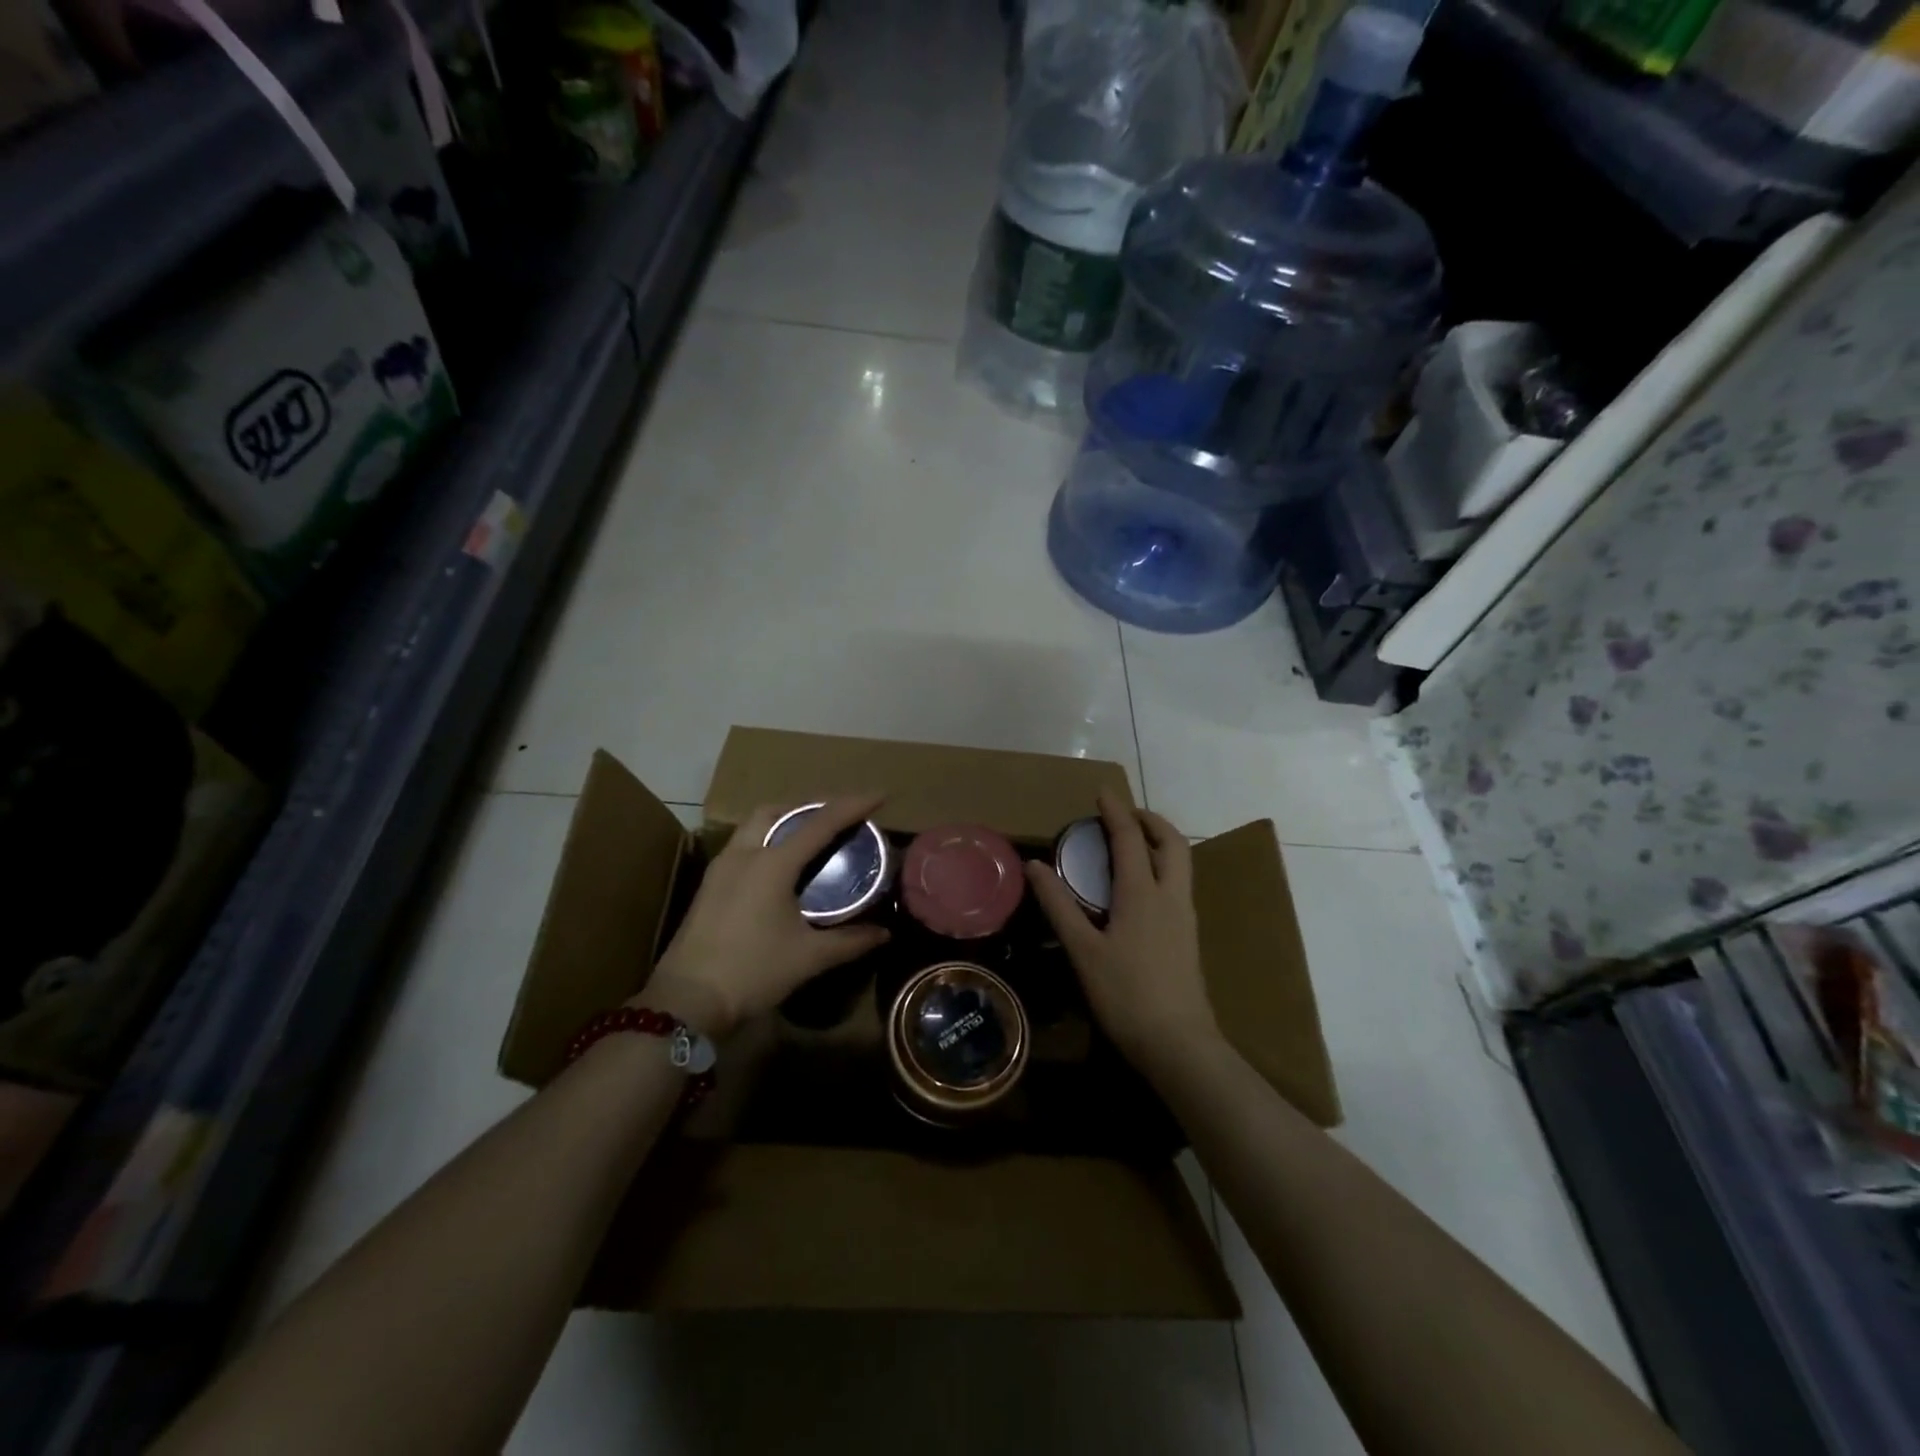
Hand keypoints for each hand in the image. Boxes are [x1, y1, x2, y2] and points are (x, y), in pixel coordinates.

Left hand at [641, 796, 889, 1037]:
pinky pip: (743, 844)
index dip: (853, 806)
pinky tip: (779, 866)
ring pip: (755, 825)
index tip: (880, 796)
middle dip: (810, 807)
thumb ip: (850, 941)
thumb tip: (884, 933)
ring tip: (810, 838)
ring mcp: (722, 868)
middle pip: (778, 811)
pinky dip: (767, 840)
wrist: (687, 1000)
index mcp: (773, 863)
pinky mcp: (710, 884)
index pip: (821, 823)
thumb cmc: (752, 972)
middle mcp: (745, 854)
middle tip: (837, 818)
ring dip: (784, 821)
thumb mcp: (809, 957)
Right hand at [1025, 791, 1220, 1070]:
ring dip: (1159, 842)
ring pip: (1181, 862)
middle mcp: (1170, 896)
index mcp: (1143, 893)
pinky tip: (1142, 887)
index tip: (1102, 791)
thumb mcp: (1083, 950)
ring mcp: (1185, 917)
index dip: (1115, 811)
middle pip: (1171, 842)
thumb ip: (1059, 906)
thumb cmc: (1125, 994)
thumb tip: (1035, 866)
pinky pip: (1179, 883)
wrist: (1178, 1043)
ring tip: (1132, 844)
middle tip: (1125, 815)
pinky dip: (1162, 866)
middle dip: (1150, 820)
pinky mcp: (1189, 936)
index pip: (1130, 838)